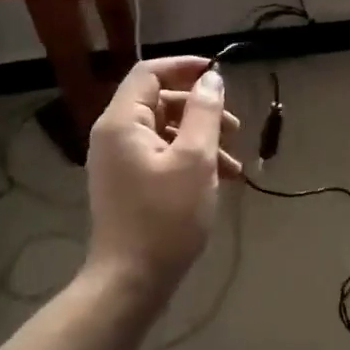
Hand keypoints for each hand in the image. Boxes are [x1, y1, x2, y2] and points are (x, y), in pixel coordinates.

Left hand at [85, 57, 241, 303]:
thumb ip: (204, 112)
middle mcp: (114, 135)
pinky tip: (221, 180)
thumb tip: (211, 79)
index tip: (219, 76)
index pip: (149, 72)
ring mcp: (119, 161)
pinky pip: (161, 156)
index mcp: (122, 122)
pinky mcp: (129, 184)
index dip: (185, 67)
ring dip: (202, 139)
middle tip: (235, 128)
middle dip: (201, 110)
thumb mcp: (195, 159)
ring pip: (165, 131)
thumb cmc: (165, 217)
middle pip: (159, 102)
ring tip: (235, 164)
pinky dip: (190, 160)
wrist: (131, 282)